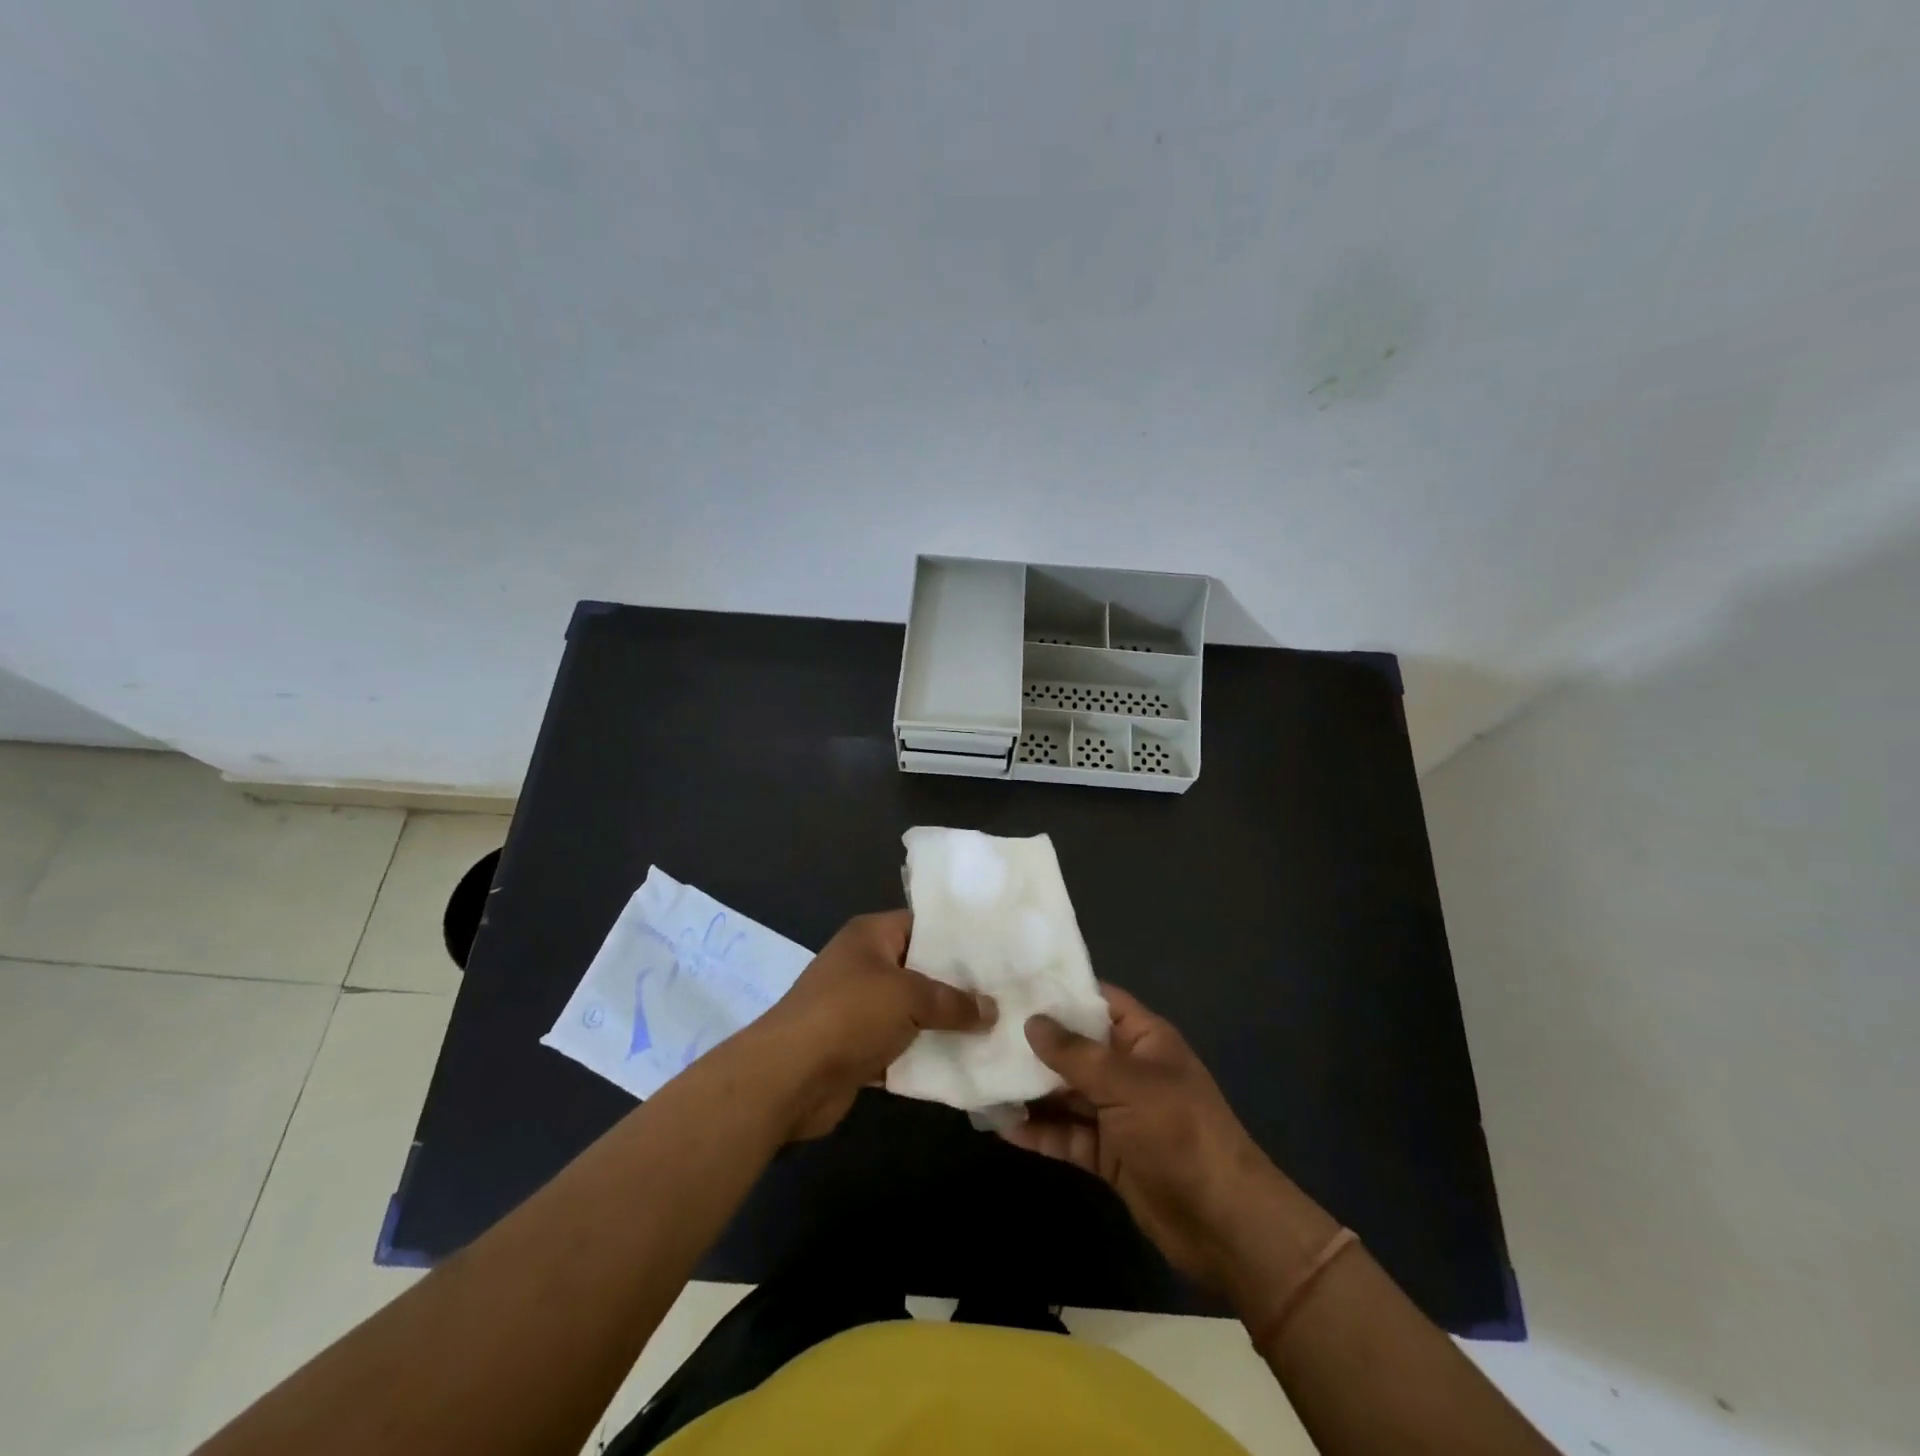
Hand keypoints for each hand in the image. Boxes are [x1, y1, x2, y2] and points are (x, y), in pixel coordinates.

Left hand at [749, 910, 996, 1139]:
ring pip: (914, 1010)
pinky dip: (926, 1054)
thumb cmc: (849, 1015)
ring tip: (996, 1027)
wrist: (788, 1077)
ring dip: (945, 1023)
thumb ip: (953, 1001)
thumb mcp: (908, 996)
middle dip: (959, 984)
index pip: (924, 924)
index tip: (1000, 950)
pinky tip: (966, 1062)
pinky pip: (902, 1046)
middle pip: (921, 968)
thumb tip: (991, 1010)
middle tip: (1007, 993)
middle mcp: (865, 964)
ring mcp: (860, 1008)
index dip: (959, 936)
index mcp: (871, 935)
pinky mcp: (859, 1047)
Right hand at [1003, 985, 1335, 1299]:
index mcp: (1143, 1039)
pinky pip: (1068, 1135)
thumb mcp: (1127, 1084)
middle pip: (1075, 1048)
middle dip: (1034, 1043)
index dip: (1060, 991)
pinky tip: (1001, 1127)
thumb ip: (1076, 1054)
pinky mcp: (1108, 1155)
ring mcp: (1117, 1114)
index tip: (1013, 983)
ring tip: (982, 1077)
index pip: (1097, 1001)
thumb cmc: (1179, 1133)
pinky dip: (1039, 1133)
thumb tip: (1032, 1021)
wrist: (1224, 1224)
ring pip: (1066, 1093)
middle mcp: (1128, 1070)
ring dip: (1030, 1089)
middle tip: (983, 1030)